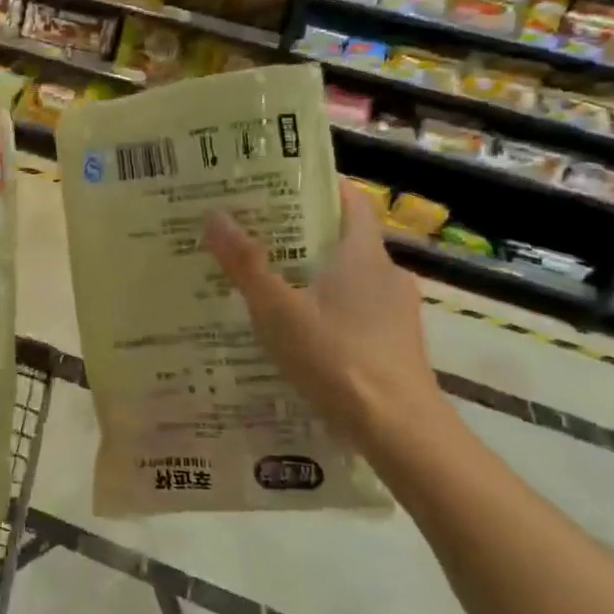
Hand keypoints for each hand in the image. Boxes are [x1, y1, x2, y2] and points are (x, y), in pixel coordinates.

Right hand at [203, 179, 444, 439]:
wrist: (399, 429)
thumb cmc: (337, 356)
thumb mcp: (278, 310)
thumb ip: (246, 264)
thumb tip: (214, 215)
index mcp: (363, 253)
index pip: (351, 199)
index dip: (321, 185)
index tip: (280, 184)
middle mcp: (386, 273)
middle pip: (344, 238)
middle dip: (302, 233)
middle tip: (255, 234)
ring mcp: (395, 311)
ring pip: (349, 277)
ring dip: (313, 274)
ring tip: (267, 282)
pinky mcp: (395, 343)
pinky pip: (356, 310)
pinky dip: (327, 308)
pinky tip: (297, 330)